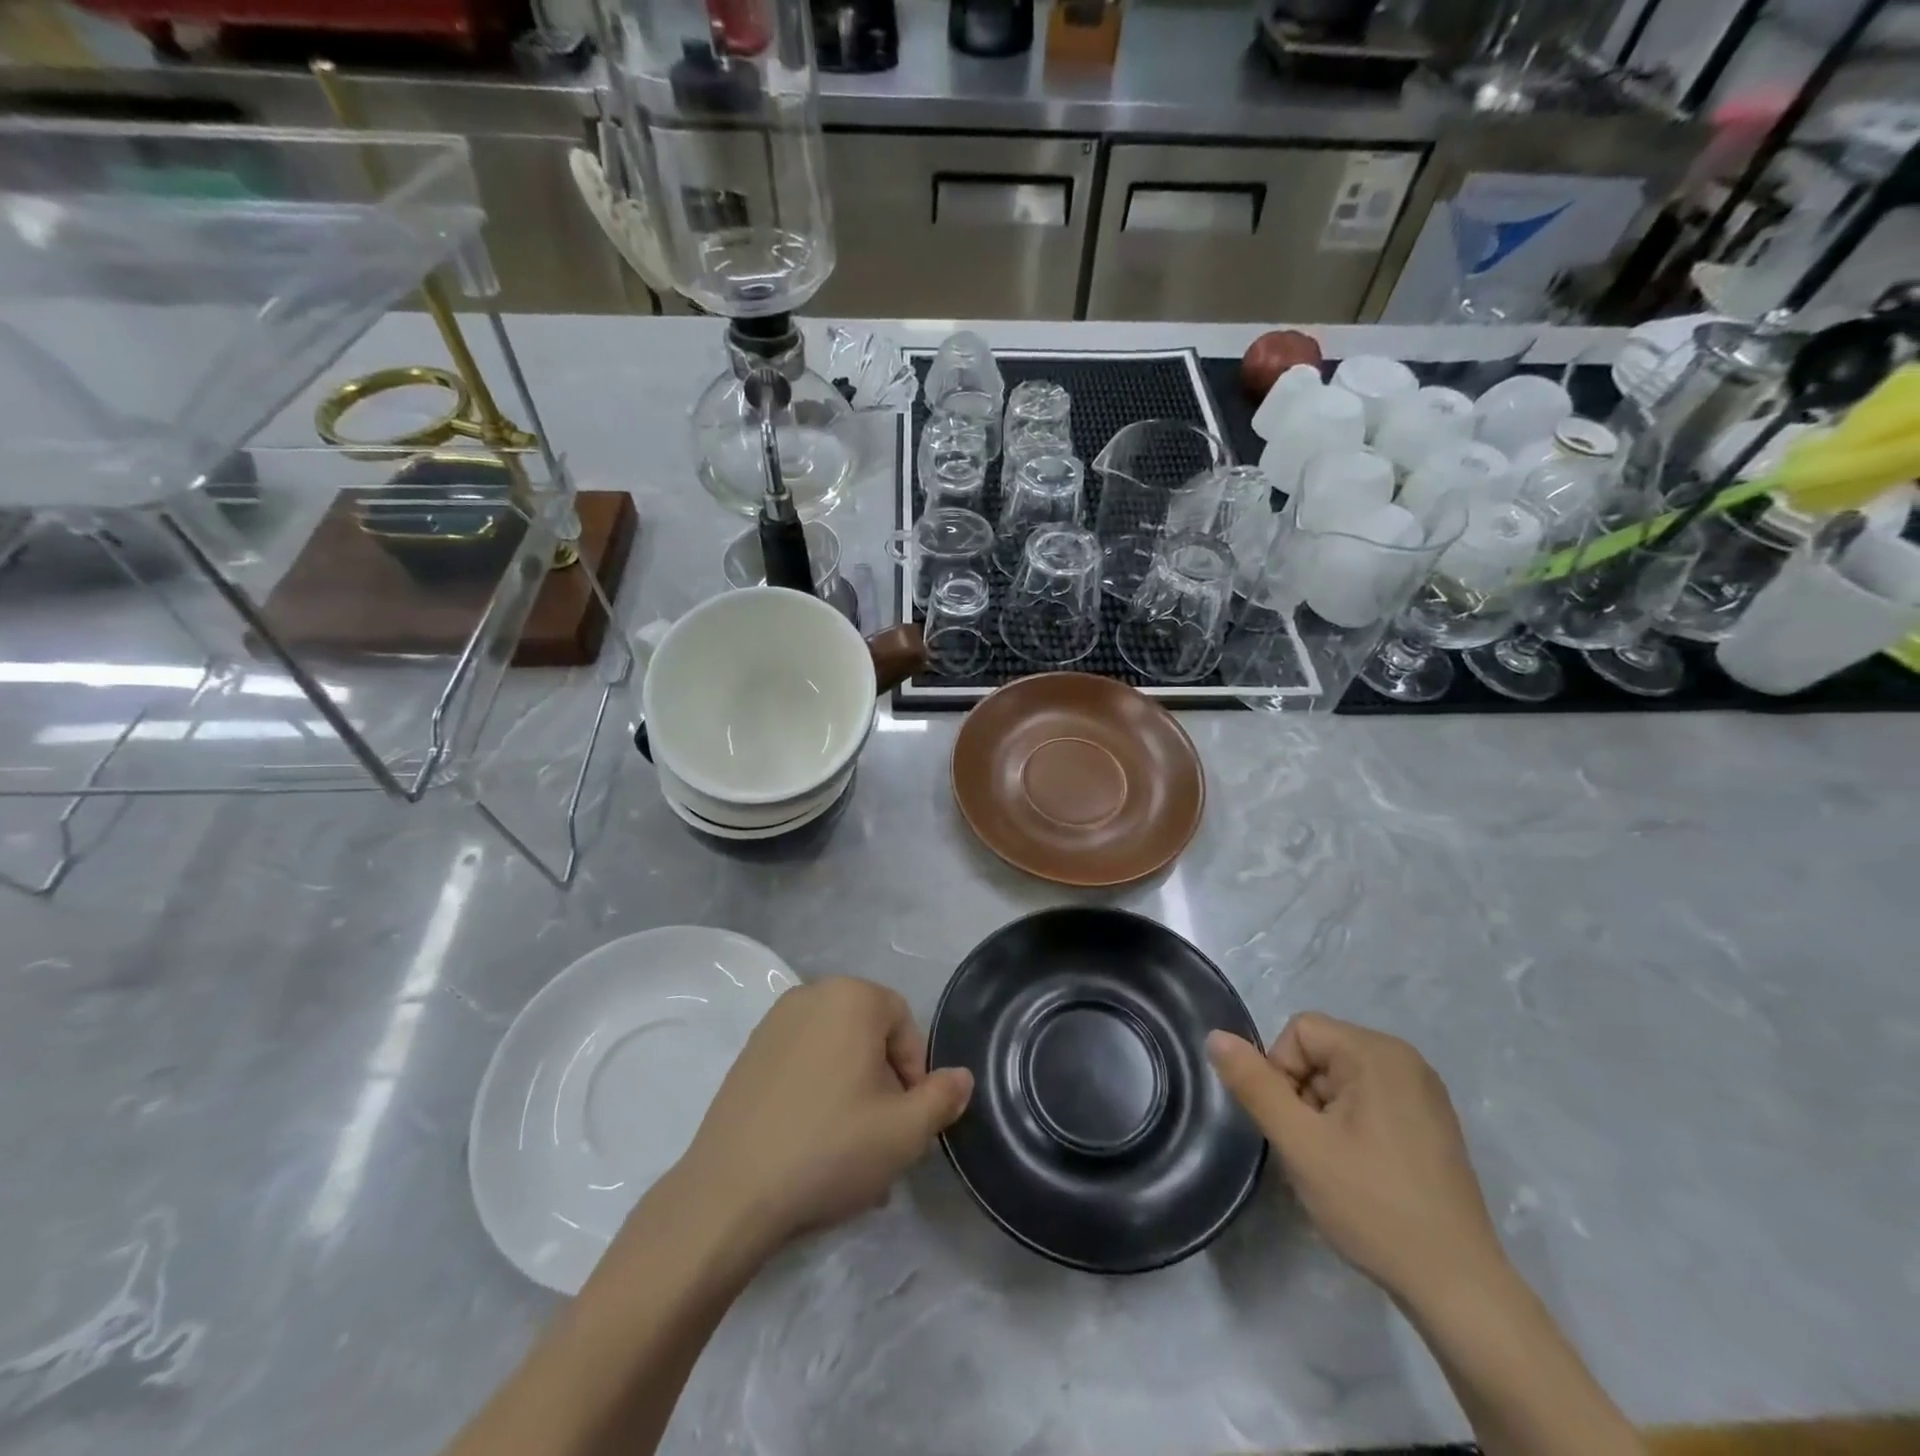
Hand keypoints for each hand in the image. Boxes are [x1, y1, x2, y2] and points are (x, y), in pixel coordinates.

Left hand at [672, 976, 972, 1255]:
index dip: (914, 1072)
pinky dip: (816, 1091)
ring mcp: (773, 1023)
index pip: (904, 1024)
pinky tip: (812, 1142)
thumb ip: (943, 1097)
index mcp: (852, 997)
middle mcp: (811, 995)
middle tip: (882, 1137)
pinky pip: (801, 1063)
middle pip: (869, 1035)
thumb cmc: (830, 1148)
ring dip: (852, 1091)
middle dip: (883, 1083)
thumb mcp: (906, 1131)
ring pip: (835, 1052)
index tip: (907, 1119)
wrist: (730, 1193)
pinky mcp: (748, 1053)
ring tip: (849, 1149)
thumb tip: (962, 1077)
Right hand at [1208, 1014, 1504, 1308]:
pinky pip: (1369, 1100)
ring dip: (1323, 1114)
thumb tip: (1216, 1036)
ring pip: (1341, 1079)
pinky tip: (1360, 1172)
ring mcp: (1424, 1092)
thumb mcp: (1299, 1143)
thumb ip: (1254, 1084)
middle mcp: (1405, 1059)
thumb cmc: (1372, 1205)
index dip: (1280, 1073)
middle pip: (1320, 1053)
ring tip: (1336, 1167)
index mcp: (1377, 1052)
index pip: (1299, 1032)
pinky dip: (1351, 1126)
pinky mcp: (1432, 1123)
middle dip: (1302, 1095)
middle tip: (1313, 1152)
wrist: (1458, 1287)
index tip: (1295, 1127)